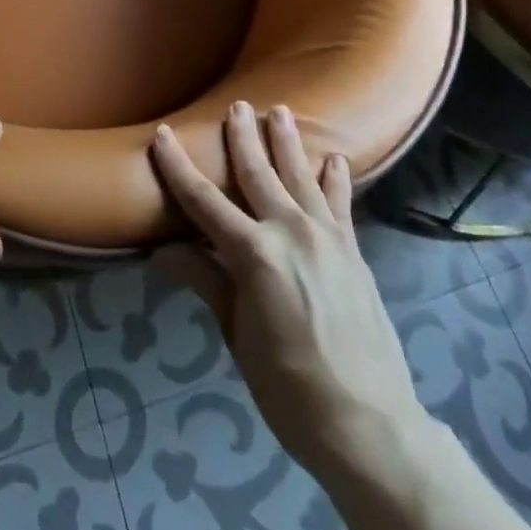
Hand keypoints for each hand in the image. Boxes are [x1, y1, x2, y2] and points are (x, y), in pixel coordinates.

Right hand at [150, 102, 423, 473]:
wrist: (368, 424)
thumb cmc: (288, 387)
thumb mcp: (237, 336)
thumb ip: (206, 282)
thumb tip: (162, 251)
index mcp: (253, 253)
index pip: (203, 200)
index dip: (178, 166)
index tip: (162, 134)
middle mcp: (289, 231)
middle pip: (258, 172)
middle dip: (243, 137)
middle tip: (236, 105)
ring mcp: (326, 237)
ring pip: (301, 176)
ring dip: (288, 142)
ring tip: (280, 112)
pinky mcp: (352, 250)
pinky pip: (341, 203)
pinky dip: (335, 179)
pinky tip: (334, 159)